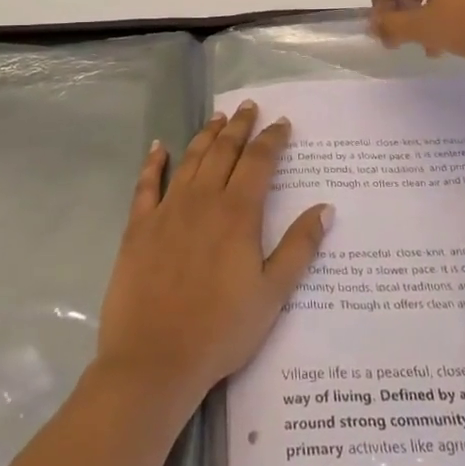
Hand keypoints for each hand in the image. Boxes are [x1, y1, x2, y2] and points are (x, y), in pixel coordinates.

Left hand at [95, 103, 331, 410]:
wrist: (155, 358)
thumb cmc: (221, 329)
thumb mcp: (272, 294)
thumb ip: (299, 247)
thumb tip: (325, 208)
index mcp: (237, 214)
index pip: (259, 162)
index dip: (272, 139)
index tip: (282, 123)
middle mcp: (202, 200)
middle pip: (224, 151)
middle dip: (239, 126)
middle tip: (249, 107)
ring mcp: (167, 210)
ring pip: (190, 159)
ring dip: (206, 135)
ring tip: (217, 117)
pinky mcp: (139, 226)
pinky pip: (147, 184)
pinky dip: (154, 162)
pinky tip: (160, 147)